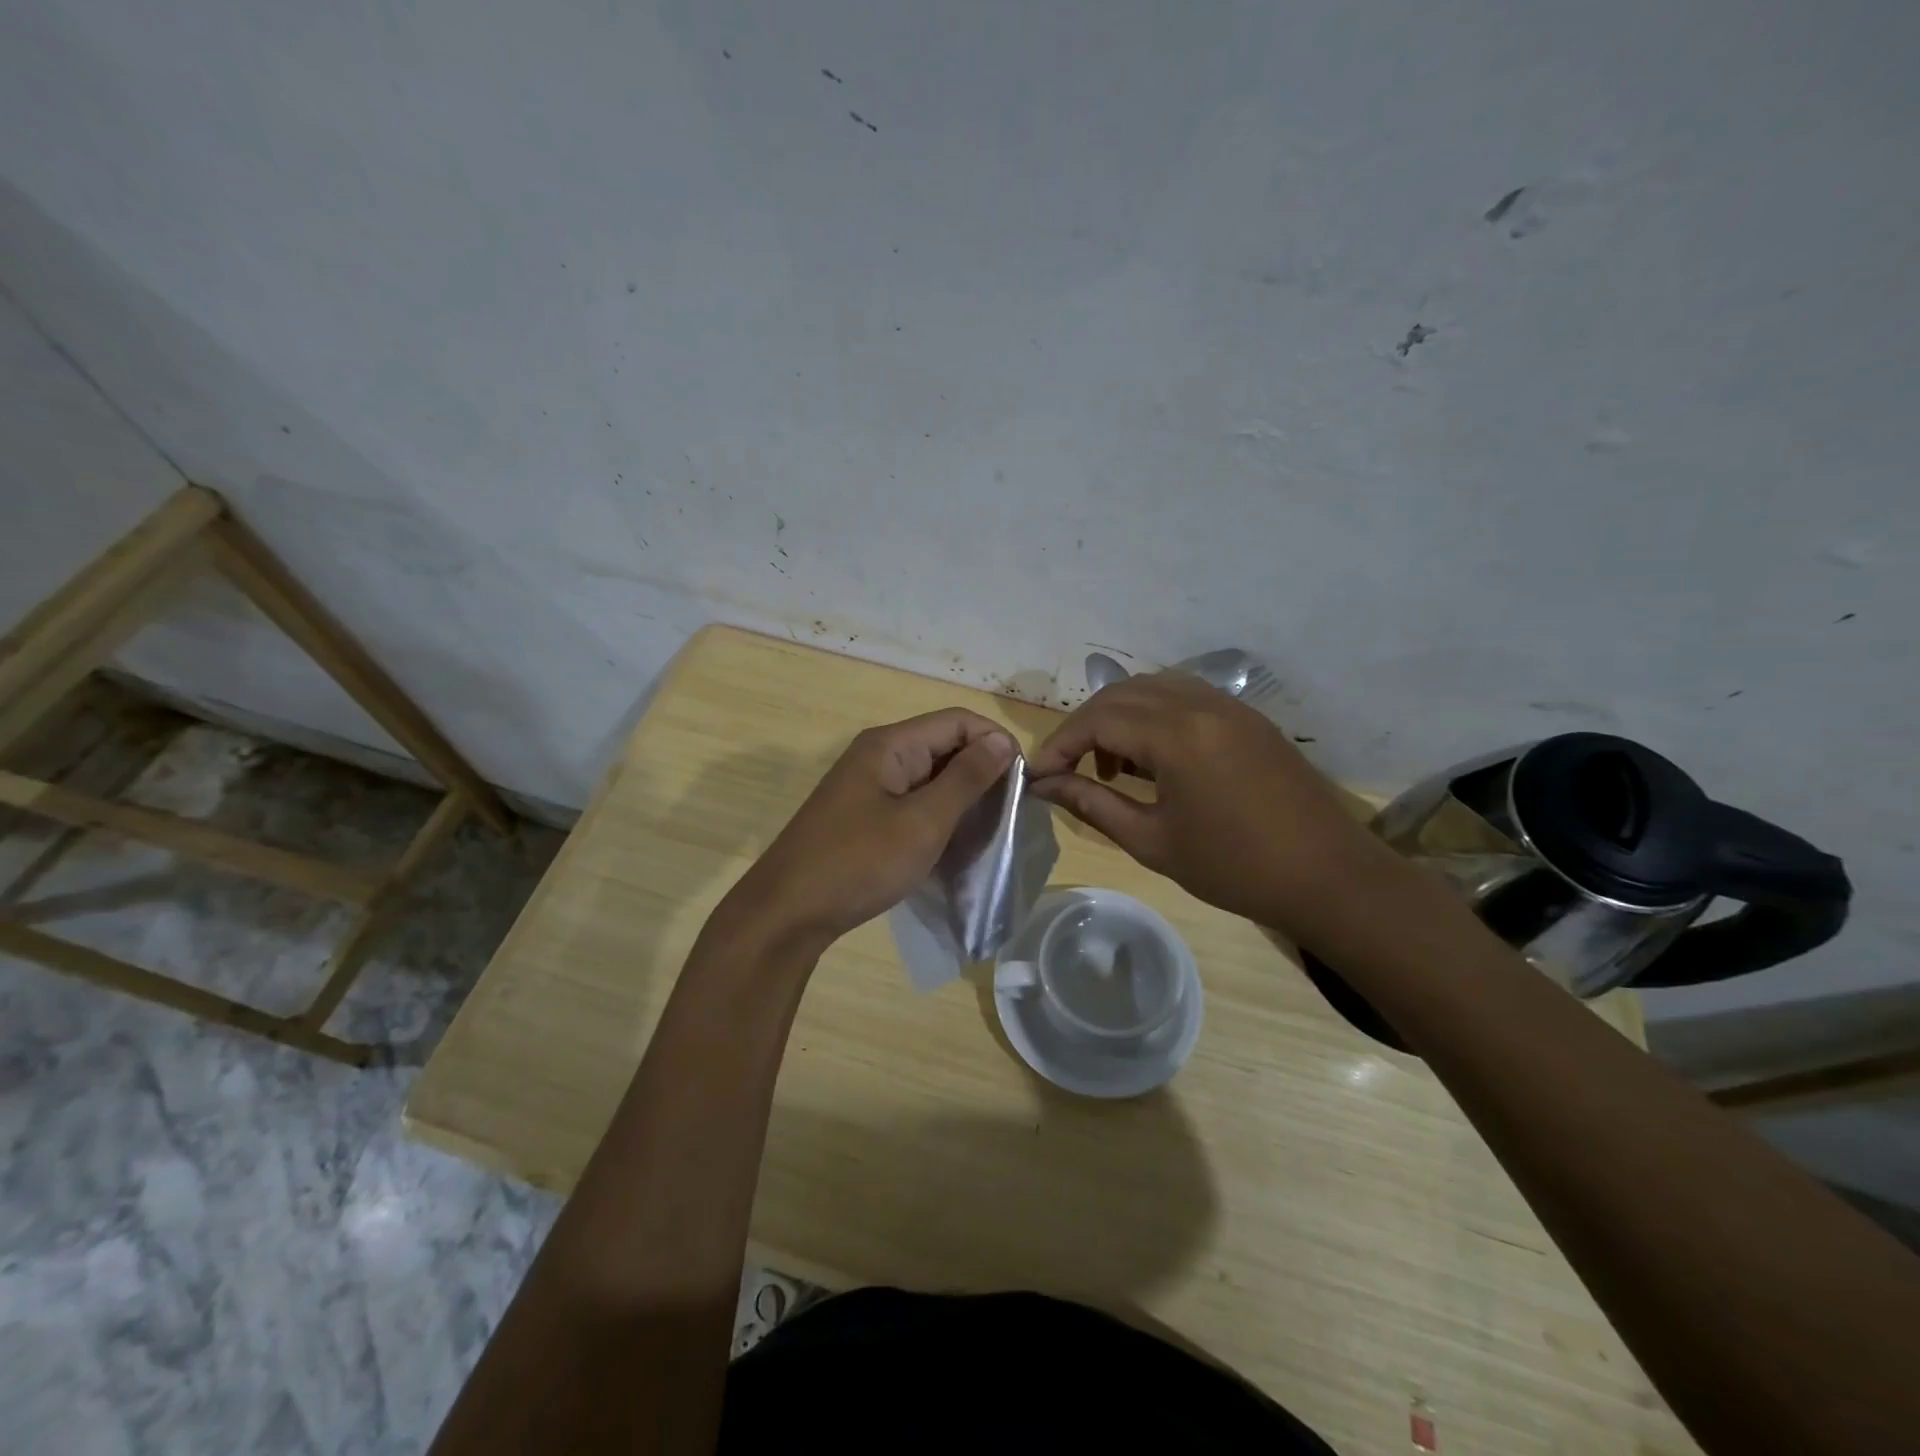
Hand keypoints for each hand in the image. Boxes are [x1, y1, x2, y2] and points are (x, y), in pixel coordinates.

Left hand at [727, 709, 1017, 951]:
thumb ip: (966, 779)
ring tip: (990, 827)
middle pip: (944, 745)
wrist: (789, 912)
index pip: (957, 721)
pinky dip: (939, 814)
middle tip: (1011, 810)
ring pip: (930, 775)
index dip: (995, 742)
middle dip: (981, 770)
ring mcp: (869, 785)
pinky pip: (913, 800)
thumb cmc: (859, 862)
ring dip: (962, 795)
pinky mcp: (865, 814)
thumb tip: (1002, 741)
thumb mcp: (923, 822)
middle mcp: (879, 755)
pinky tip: (956, 841)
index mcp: (890, 744)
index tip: (1023, 781)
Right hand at [1027, 673, 1400, 940]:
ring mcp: (1228, 705)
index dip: (1059, 745)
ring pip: (1151, 688)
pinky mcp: (1246, 716)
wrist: (1329, 877)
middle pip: (1119, 695)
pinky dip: (1152, 716)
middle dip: (1083, 728)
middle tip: (1067, 771)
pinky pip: (1183, 697)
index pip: (1096, 719)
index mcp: (1176, 734)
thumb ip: (1092, 803)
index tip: (1037, 776)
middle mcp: (1200, 703)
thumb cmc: (1234, 867)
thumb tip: (1045, 785)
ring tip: (1110, 767)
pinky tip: (1152, 758)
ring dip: (1118, 718)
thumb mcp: (1152, 841)